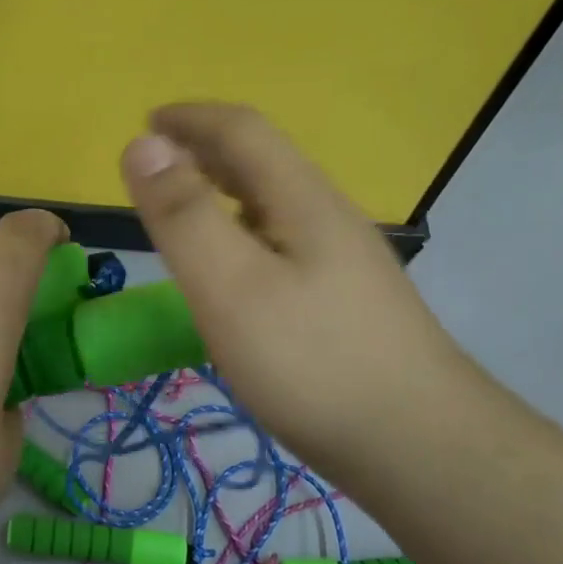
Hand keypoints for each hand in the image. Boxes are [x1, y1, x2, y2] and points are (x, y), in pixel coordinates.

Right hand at [119, 103, 495, 487]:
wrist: (420, 446)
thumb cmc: (312, 362)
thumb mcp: (232, 285)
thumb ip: (184, 215)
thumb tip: (143, 142)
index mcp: (301, 199)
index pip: (242, 130)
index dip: (191, 118)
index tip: (146, 121)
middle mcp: (328, 217)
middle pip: (264, 162)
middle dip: (205, 149)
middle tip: (156, 166)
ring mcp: (344, 261)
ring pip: (275, 204)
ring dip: (225, 190)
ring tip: (185, 209)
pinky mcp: (346, 301)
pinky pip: (282, 242)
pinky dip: (242, 232)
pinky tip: (234, 270)